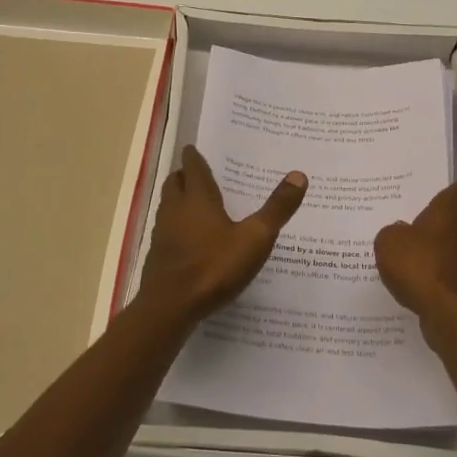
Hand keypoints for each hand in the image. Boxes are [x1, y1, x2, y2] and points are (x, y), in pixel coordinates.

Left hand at [137, 146, 307, 326]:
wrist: (170, 307)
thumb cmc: (214, 267)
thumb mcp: (255, 238)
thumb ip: (276, 209)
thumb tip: (299, 175)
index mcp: (197, 199)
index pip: (193, 168)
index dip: (194, 157)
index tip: (193, 148)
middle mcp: (175, 210)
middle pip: (175, 183)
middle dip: (183, 175)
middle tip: (196, 173)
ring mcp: (162, 233)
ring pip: (167, 206)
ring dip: (177, 200)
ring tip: (194, 203)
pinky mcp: (157, 256)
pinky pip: (165, 230)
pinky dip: (175, 226)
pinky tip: (189, 240)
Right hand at [374, 178, 456, 329]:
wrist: (452, 314)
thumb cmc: (421, 265)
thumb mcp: (389, 242)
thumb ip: (394, 232)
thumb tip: (403, 233)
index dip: (450, 191)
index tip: (435, 198)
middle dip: (447, 223)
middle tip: (421, 231)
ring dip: (451, 251)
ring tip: (423, 261)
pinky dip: (452, 276)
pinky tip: (431, 286)